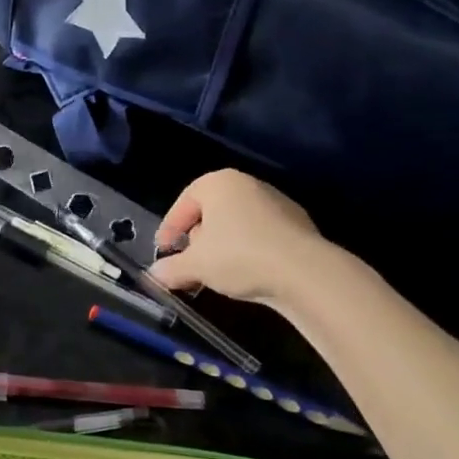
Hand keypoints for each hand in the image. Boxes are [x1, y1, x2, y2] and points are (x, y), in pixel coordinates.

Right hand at [149, 170, 334, 310]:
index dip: (170, 228)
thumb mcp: (196, 265)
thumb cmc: (238, 256)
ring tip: (216, 273)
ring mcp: (277, 203)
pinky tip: (246, 274)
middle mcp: (248, 184)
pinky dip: (248, 251)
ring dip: (222, 246)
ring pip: (237, 224)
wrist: (304, 272)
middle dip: (197, 238)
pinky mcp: (298, 225)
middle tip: (189, 262)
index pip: (185, 201)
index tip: (164, 251)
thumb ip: (171, 268)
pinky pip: (260, 236)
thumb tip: (154, 275)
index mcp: (219, 183)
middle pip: (212, 211)